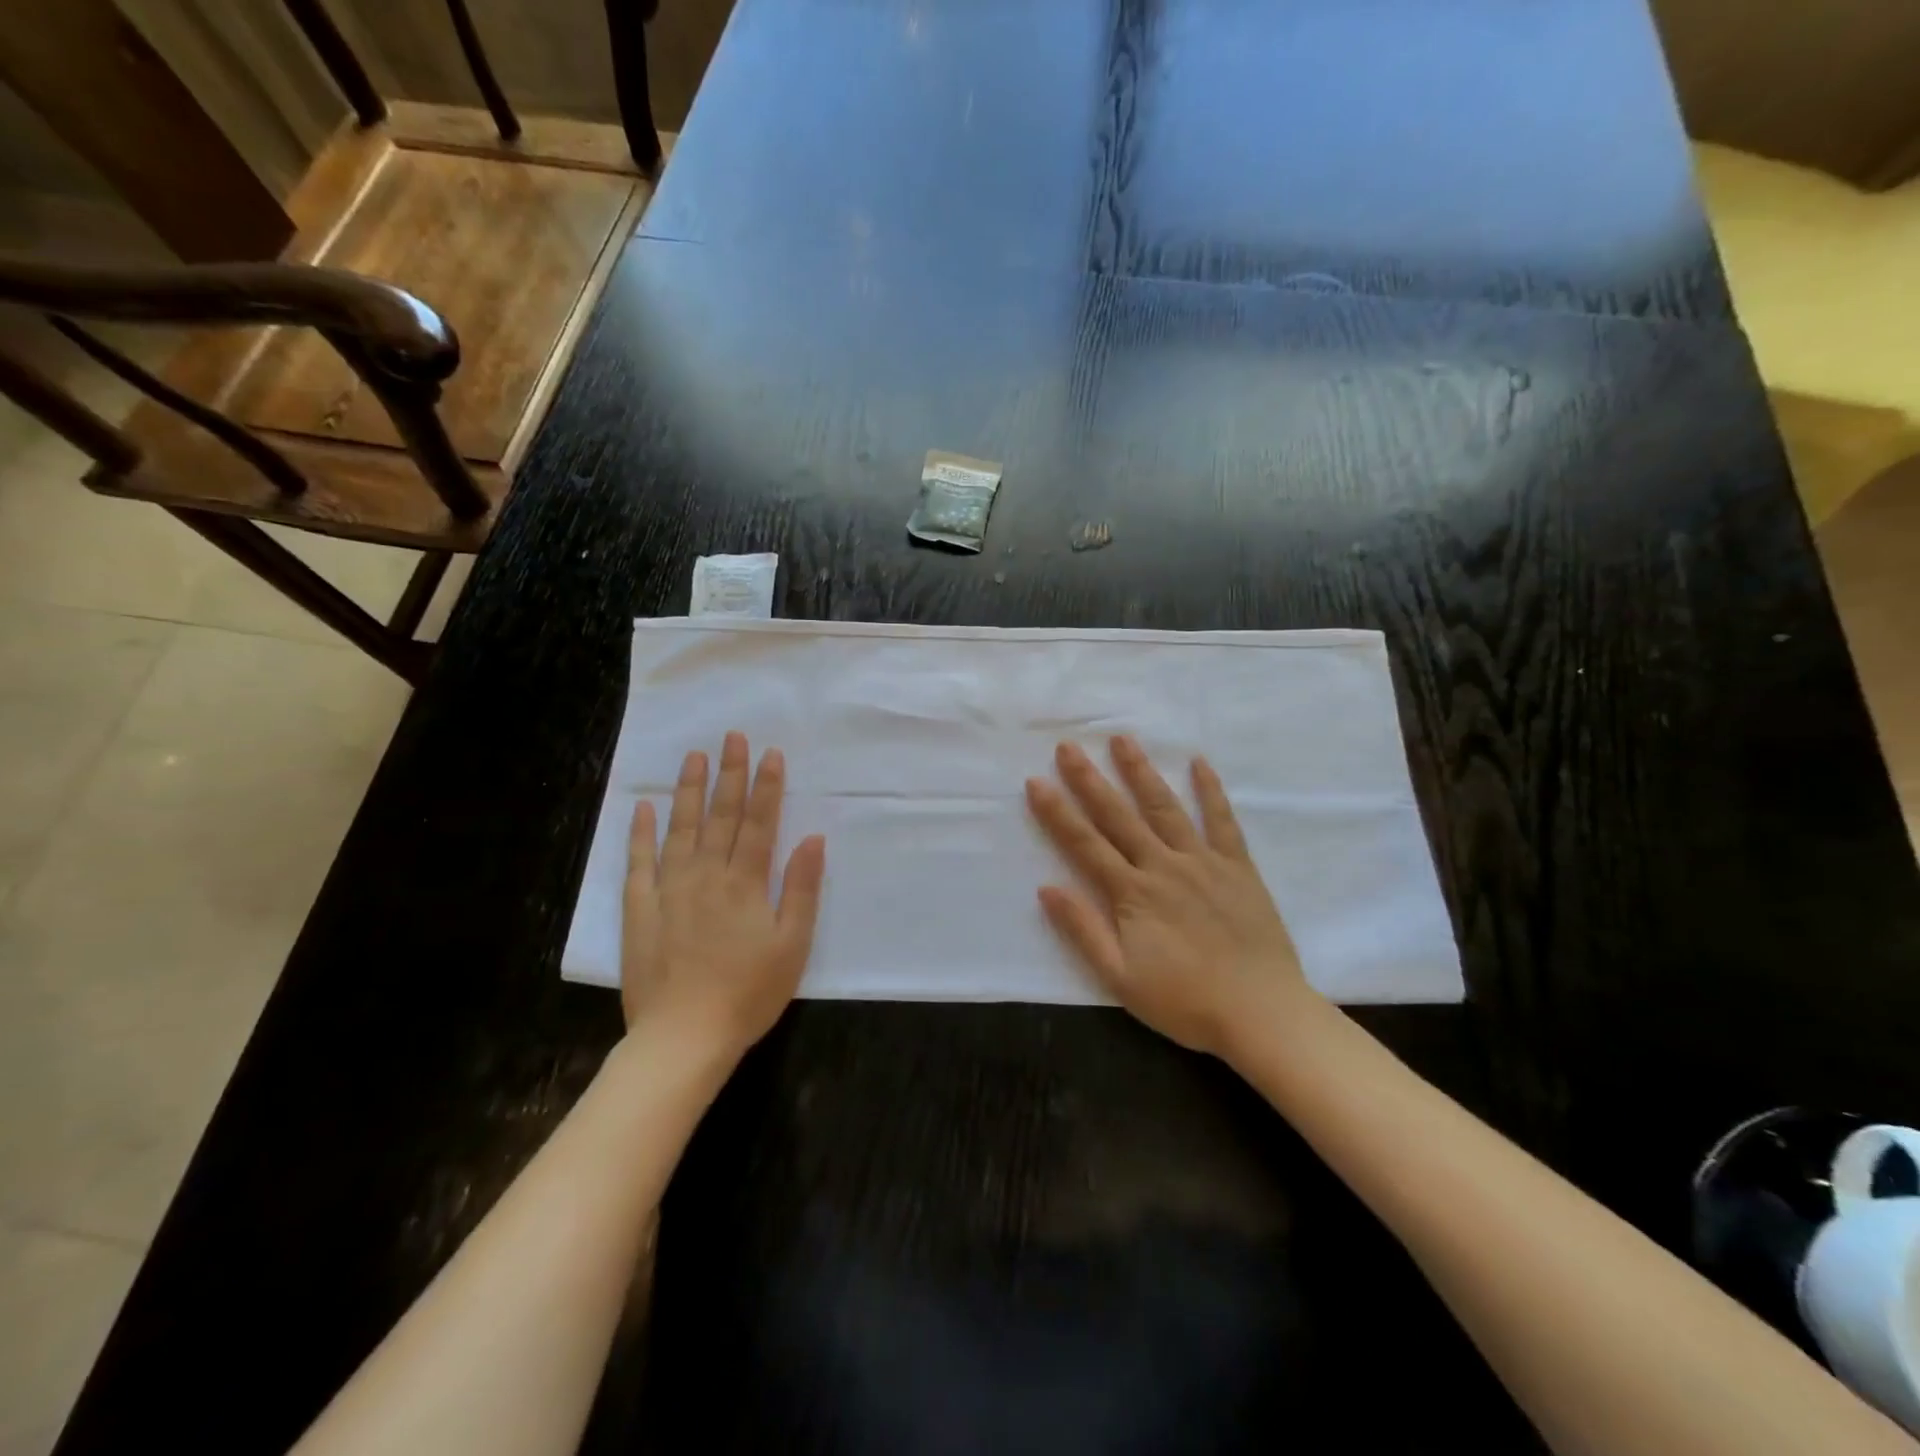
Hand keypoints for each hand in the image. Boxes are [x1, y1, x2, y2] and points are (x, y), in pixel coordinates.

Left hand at [622, 732, 826, 1060]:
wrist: (684, 1037)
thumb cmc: (749, 993)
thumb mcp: (792, 945)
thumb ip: (800, 888)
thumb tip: (811, 838)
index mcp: (745, 883)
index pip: (759, 823)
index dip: (767, 787)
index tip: (770, 753)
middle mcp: (707, 875)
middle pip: (721, 816)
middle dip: (730, 774)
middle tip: (732, 736)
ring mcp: (669, 889)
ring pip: (681, 829)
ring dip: (689, 790)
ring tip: (694, 756)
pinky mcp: (640, 909)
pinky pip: (639, 862)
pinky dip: (641, 833)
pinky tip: (645, 806)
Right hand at [1025, 736, 1316, 1059]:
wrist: (1261, 1013)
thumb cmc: (1185, 1001)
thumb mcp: (1120, 978)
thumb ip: (1083, 930)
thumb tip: (1046, 888)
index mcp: (1132, 894)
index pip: (1085, 844)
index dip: (1057, 812)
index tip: (1036, 780)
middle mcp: (1163, 866)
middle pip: (1119, 816)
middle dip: (1090, 779)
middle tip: (1069, 746)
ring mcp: (1203, 862)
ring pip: (1165, 807)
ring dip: (1141, 772)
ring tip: (1122, 739)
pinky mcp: (1238, 867)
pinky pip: (1222, 821)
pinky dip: (1211, 790)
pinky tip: (1199, 763)